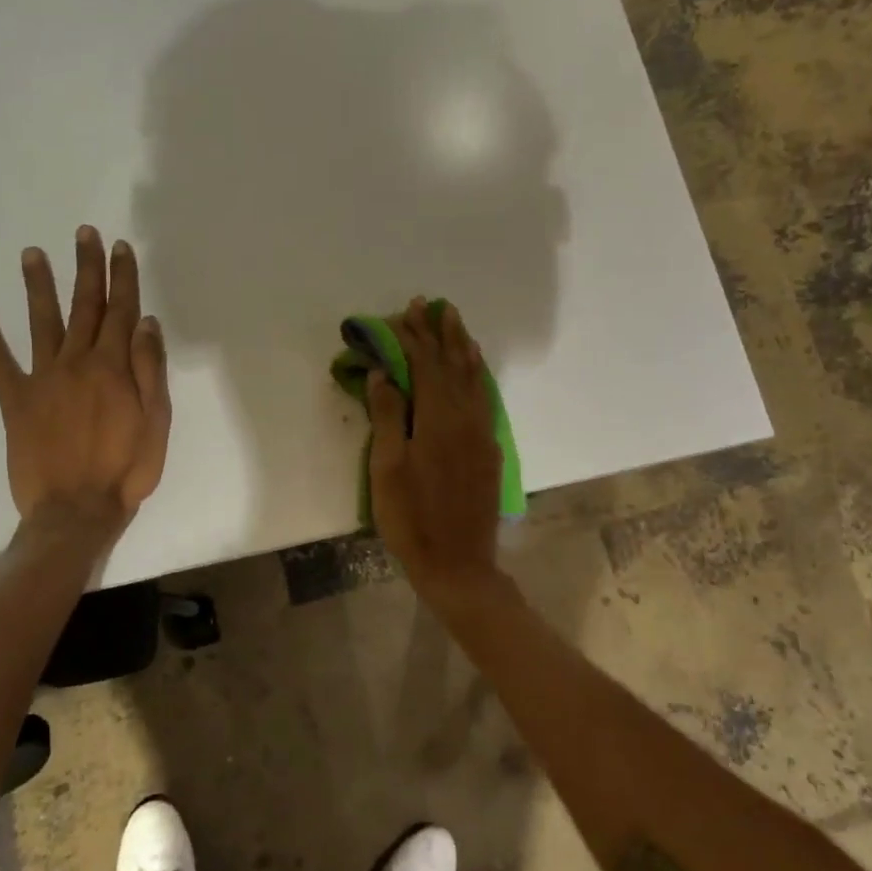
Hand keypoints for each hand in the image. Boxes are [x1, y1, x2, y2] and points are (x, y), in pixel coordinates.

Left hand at [0, 227, 171, 535]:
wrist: (77, 510)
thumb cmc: (127, 469)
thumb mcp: (156, 422)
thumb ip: (150, 370)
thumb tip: (146, 323)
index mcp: (113, 367)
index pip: (121, 311)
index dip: (122, 277)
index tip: (120, 247)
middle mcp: (77, 362)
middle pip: (84, 306)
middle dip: (86, 267)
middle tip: (82, 233)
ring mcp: (43, 378)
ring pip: (42, 322)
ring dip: (38, 286)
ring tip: (32, 253)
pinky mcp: (15, 400)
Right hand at [366, 298, 503, 604]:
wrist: (458, 564)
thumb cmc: (411, 518)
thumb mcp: (387, 469)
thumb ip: (388, 416)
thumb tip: (383, 371)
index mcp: (437, 420)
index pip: (426, 366)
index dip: (416, 337)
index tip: (408, 311)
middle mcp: (465, 419)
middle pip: (454, 366)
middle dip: (443, 334)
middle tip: (437, 306)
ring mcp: (481, 435)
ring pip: (475, 380)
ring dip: (465, 350)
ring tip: (459, 326)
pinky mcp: (489, 451)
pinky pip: (485, 400)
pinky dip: (478, 378)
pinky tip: (475, 373)